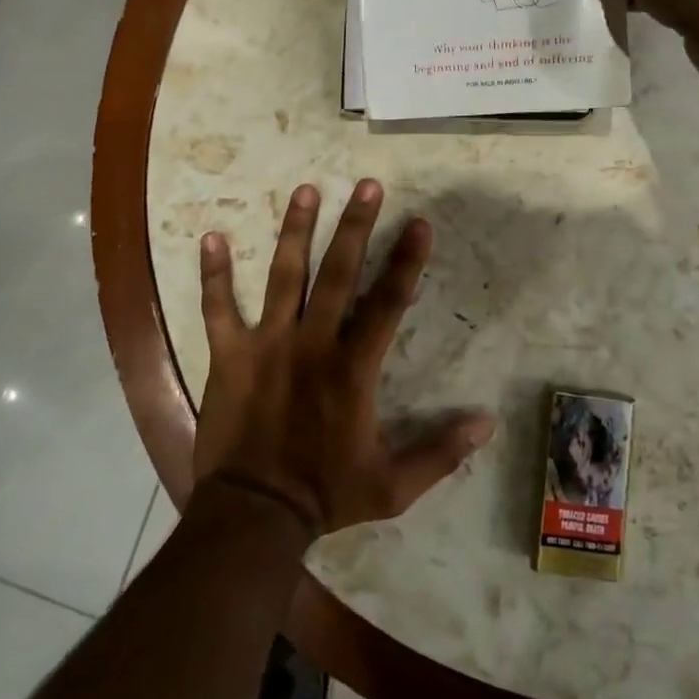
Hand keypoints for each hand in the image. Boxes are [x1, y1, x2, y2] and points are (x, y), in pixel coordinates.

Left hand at [191, 179, 495, 537]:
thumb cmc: (325, 494)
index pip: (388, 303)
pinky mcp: (228, 355)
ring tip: (306, 190)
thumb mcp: (393, 486)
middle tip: (367, 185)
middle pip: (337, 274)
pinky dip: (213, 274)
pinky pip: (218, 308)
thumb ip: (440, 452)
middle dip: (355, 227)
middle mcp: (311, 343)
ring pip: (283, 276)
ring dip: (295, 231)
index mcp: (352, 368)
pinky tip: (210, 236)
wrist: (253, 514)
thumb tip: (488, 424)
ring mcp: (266, 345)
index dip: (406, 261)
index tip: (420, 224)